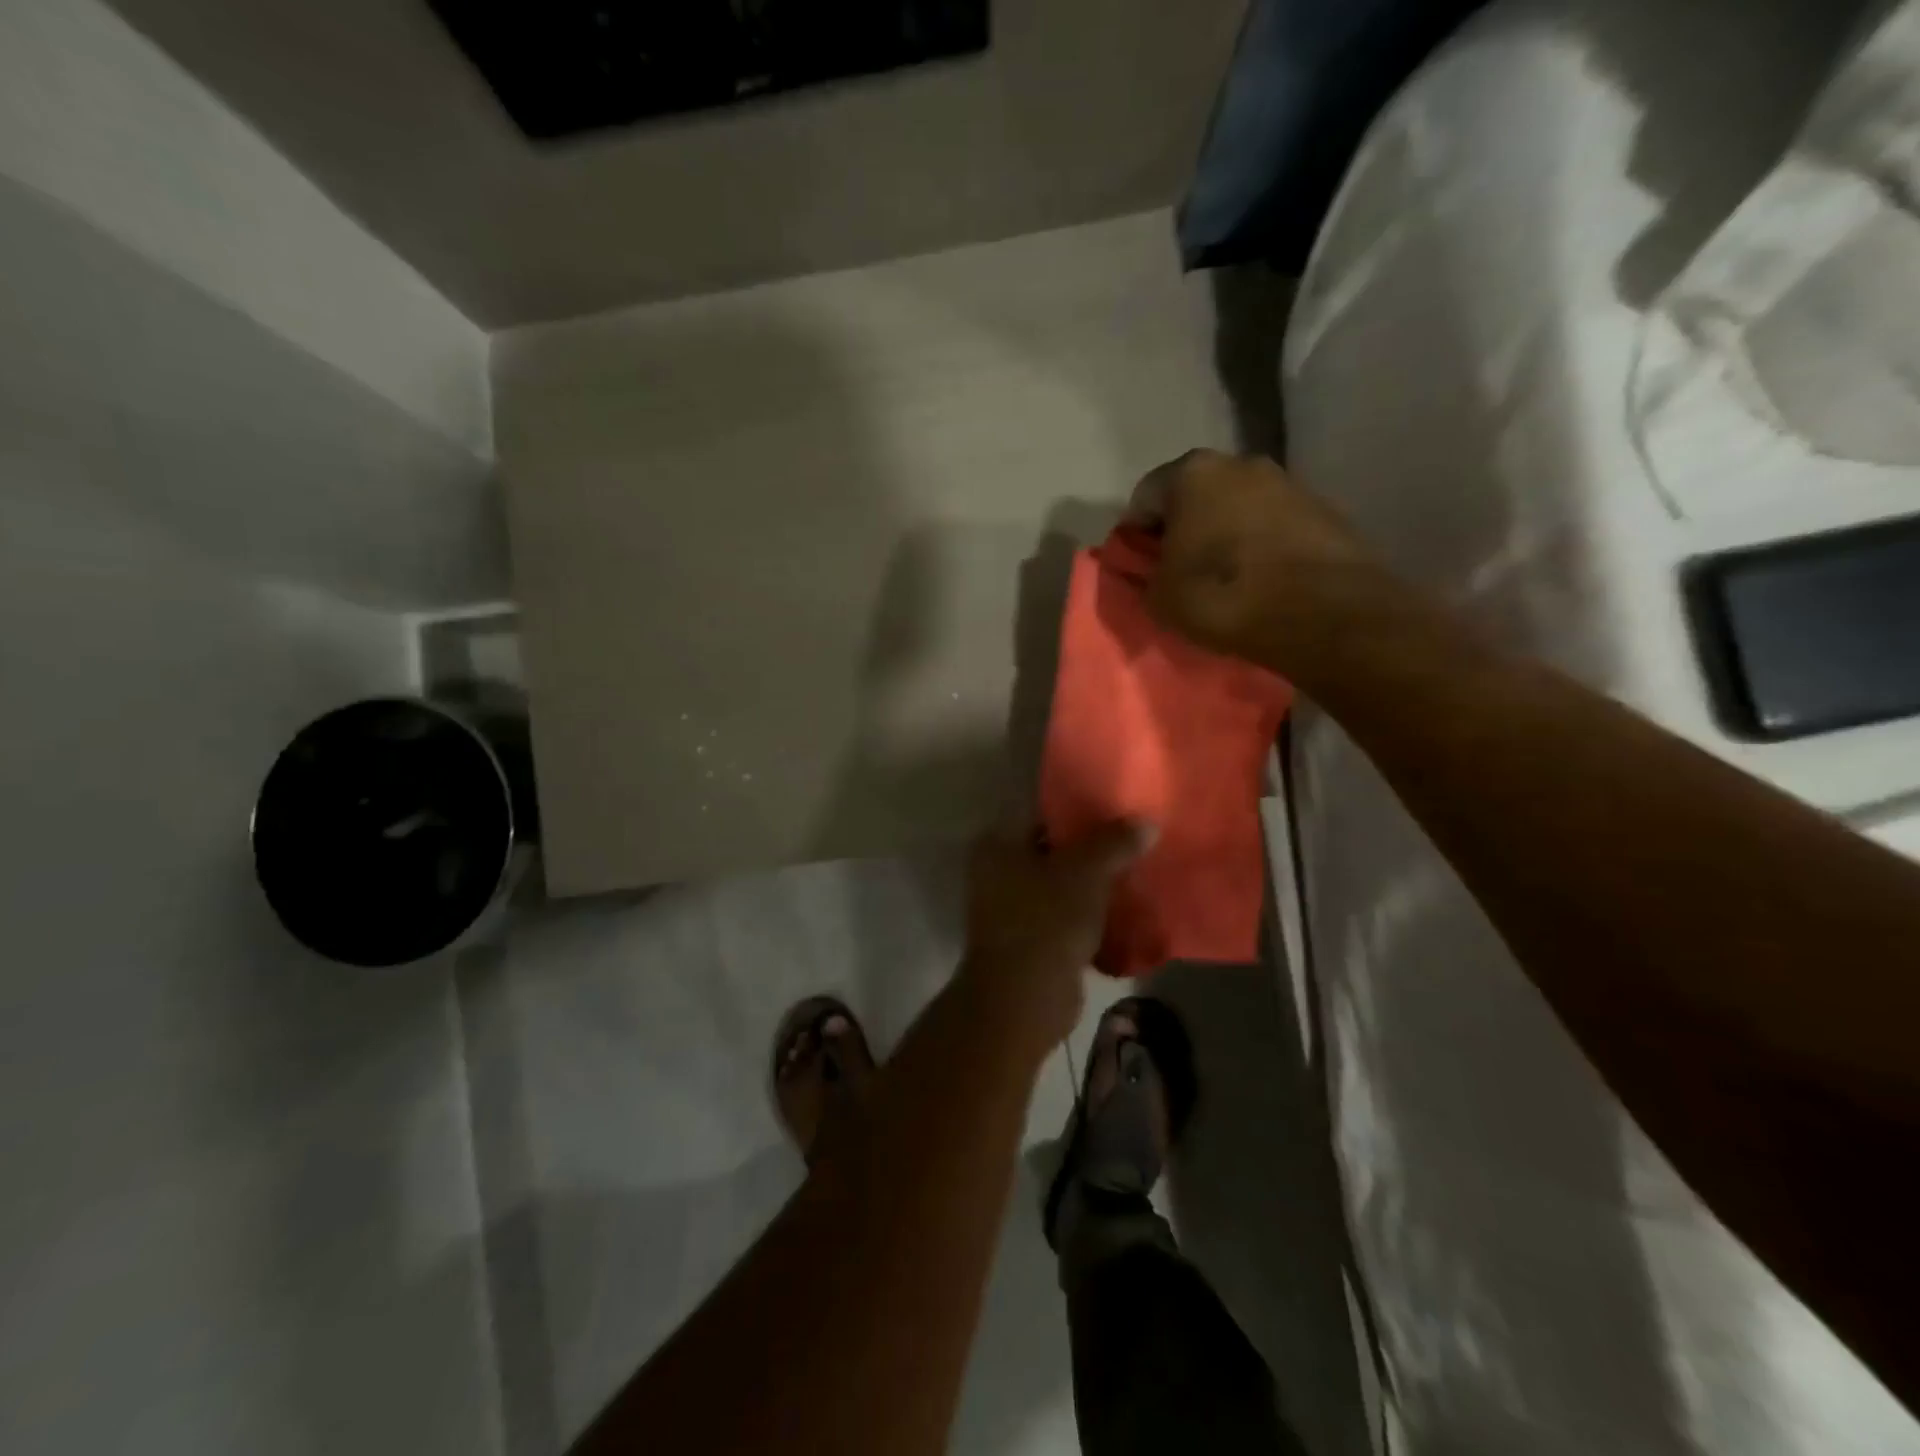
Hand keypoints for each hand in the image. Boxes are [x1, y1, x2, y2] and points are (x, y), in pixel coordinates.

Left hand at [958, 820, 1153, 1053]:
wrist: (1023, 998)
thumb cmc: (1046, 920)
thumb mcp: (1086, 872)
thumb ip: (1114, 842)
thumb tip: (1146, 822)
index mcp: (998, 844)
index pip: (1042, 814)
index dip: (1079, 810)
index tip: (1117, 808)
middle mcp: (996, 872)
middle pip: (1053, 850)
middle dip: (1092, 849)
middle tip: (1134, 840)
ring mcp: (1010, 909)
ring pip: (1061, 885)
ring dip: (1093, 884)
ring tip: (1137, 871)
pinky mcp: (1029, 940)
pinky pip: (1065, 916)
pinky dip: (1090, 914)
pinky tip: (1125, 910)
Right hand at [1130, 448, 1391, 672]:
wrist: (1323, 614)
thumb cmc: (1223, 596)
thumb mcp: (1160, 597)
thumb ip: (1145, 575)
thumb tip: (1152, 570)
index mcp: (1191, 473)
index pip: (1144, 498)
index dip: (1135, 536)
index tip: (1140, 568)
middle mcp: (1240, 462)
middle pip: (1195, 496)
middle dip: (1183, 529)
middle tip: (1180, 572)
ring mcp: (1287, 482)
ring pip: (1237, 508)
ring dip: (1225, 536)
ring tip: (1225, 580)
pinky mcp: (1323, 509)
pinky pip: (1273, 525)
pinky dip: (1261, 546)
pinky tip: (1261, 580)